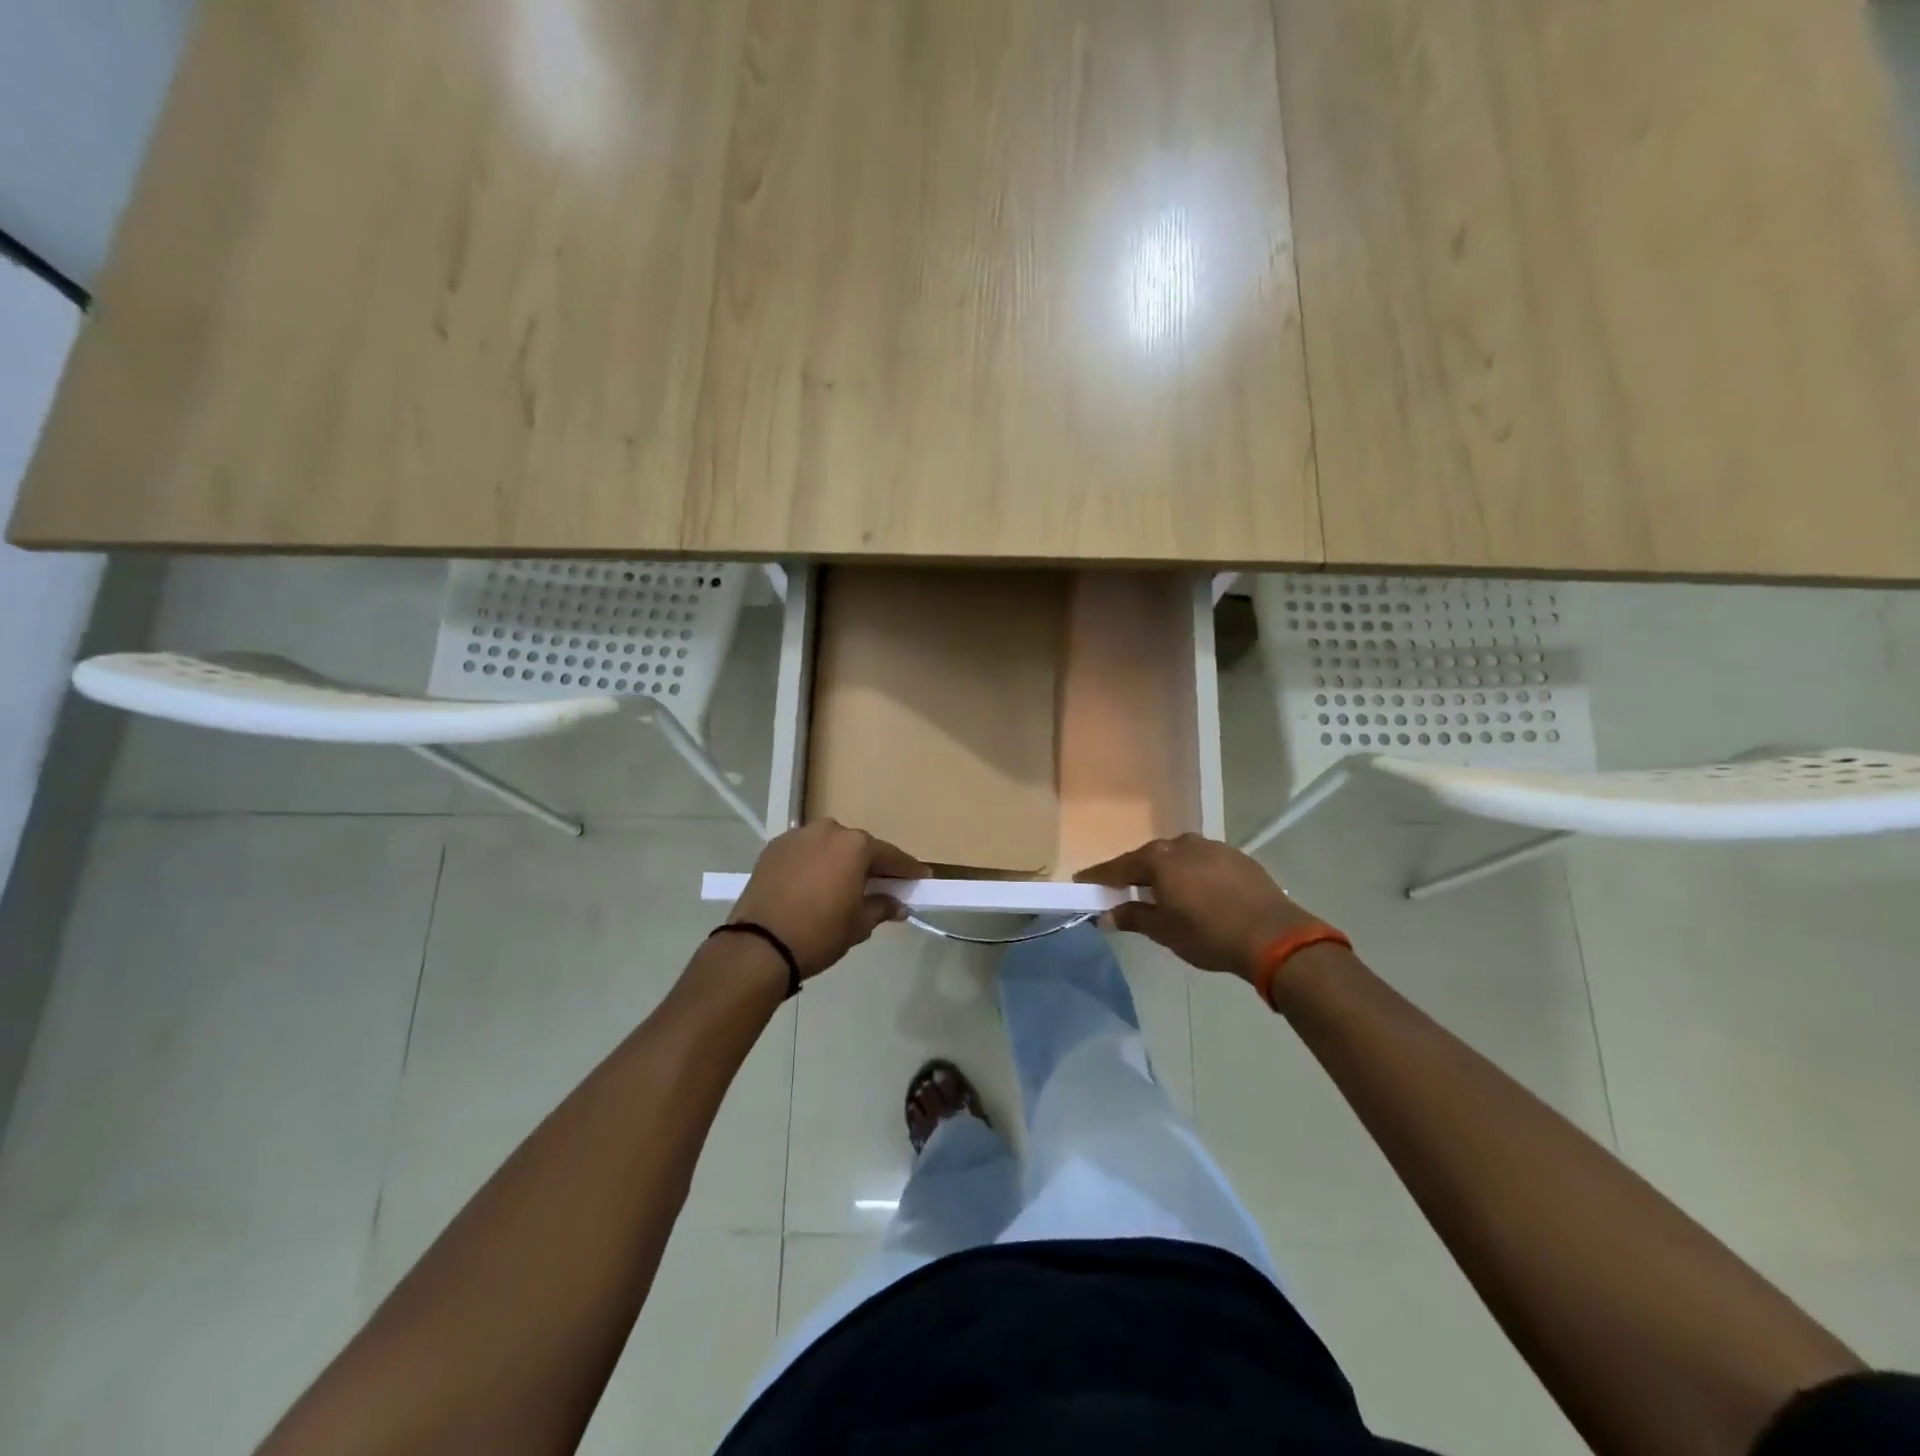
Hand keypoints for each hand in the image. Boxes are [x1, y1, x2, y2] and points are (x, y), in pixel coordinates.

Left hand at [729, 821, 926, 979]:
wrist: (759, 945)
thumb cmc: (819, 933)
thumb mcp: (858, 924)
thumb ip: (882, 908)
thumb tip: (898, 905)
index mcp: (854, 846)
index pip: (889, 856)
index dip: (907, 869)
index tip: (921, 877)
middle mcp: (827, 830)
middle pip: (857, 846)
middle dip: (869, 864)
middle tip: (880, 884)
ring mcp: (797, 836)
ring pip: (828, 845)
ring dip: (838, 861)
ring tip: (842, 884)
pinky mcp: (773, 848)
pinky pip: (803, 852)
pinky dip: (813, 863)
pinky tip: (813, 884)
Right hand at [1076, 832, 1328, 982]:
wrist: (1274, 935)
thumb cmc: (1208, 934)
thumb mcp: (1164, 931)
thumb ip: (1133, 918)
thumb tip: (1106, 916)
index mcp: (1159, 859)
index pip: (1118, 867)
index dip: (1099, 877)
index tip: (1081, 881)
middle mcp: (1182, 843)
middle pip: (1149, 858)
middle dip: (1134, 874)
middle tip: (1122, 891)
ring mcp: (1212, 847)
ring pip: (1178, 857)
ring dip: (1166, 873)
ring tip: (1163, 894)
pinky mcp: (1237, 857)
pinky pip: (1202, 862)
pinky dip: (1192, 874)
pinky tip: (1198, 893)